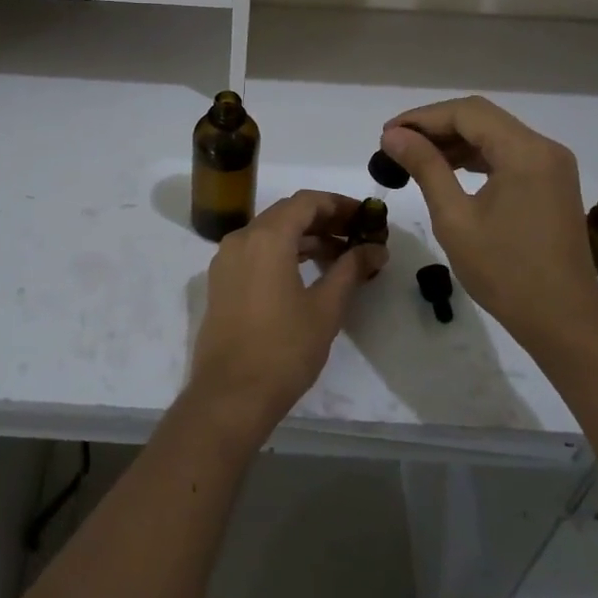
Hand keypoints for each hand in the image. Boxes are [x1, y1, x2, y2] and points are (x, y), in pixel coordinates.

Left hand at [188, 191, 386, 440]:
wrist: (230, 395)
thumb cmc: (284, 349)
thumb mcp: (326, 308)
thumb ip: (351, 270)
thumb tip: (376, 249)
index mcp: (267, 237)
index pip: (306, 201)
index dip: (339, 204)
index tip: (366, 216)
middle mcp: (242, 238)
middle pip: (287, 213)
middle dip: (324, 219)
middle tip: (357, 234)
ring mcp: (227, 259)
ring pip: (270, 232)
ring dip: (304, 237)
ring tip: (340, 255)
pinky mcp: (221, 281)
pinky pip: (256, 251)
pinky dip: (283, 252)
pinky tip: (308, 271)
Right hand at [379, 97, 597, 348]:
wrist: (564, 323)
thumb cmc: (505, 272)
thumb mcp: (455, 218)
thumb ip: (425, 168)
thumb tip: (394, 136)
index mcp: (525, 152)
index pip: (466, 113)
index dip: (422, 118)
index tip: (388, 135)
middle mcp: (544, 148)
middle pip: (482, 118)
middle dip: (436, 126)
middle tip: (396, 144)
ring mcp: (552, 166)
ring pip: (495, 134)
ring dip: (454, 140)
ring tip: (414, 156)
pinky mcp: (552, 184)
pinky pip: (508, 154)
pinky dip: (476, 156)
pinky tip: (448, 170)